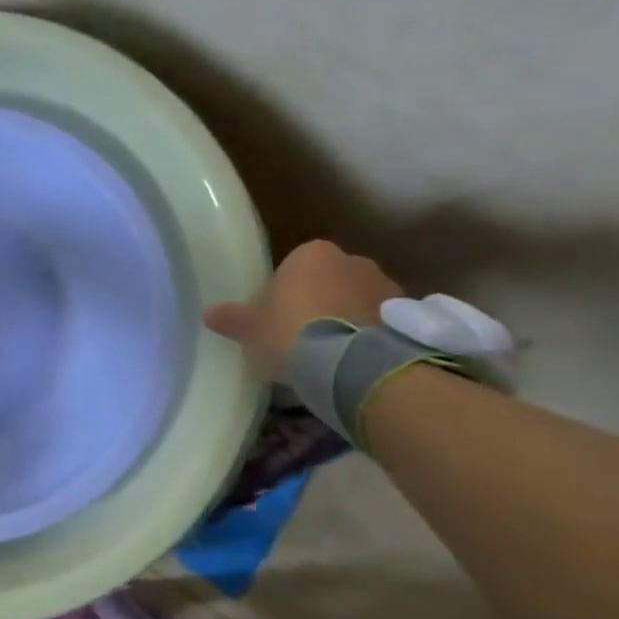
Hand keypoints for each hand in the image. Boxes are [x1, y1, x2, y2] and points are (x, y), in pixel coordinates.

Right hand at [203, 240, 402, 380]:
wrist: (355, 365)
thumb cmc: (293, 334)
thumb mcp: (251, 330)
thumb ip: (232, 318)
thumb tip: (209, 313)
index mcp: (311, 254)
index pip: (293, 267)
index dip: (282, 293)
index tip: (275, 320)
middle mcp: (353, 261)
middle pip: (328, 281)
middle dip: (318, 303)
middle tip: (301, 337)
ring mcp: (387, 287)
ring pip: (357, 300)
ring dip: (346, 319)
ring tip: (329, 355)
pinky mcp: (409, 316)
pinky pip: (380, 323)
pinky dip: (369, 336)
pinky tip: (353, 361)